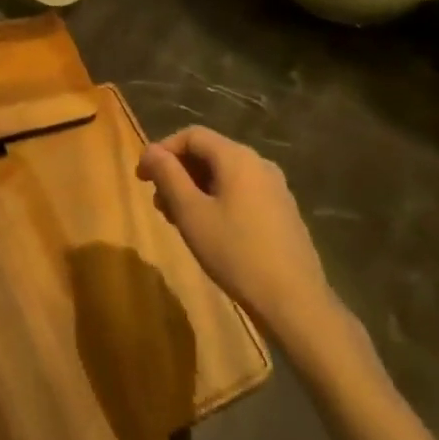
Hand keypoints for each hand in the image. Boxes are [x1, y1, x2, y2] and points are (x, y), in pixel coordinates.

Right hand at [137, 127, 337, 339]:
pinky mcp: (283, 212)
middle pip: (209, 154)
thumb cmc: (236, 253)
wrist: (296, 304)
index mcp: (237, 157)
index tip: (142, 177)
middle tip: (158, 203)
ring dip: (196, 189)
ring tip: (179, 220)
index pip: (192, 136)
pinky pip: (242, 192)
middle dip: (178, 173)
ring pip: (225, 175)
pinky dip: (218, 201)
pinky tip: (210, 231)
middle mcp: (259, 163)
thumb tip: (151, 151)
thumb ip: (168, 176)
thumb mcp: (191, 214)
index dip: (162, 151)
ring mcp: (275, 188)